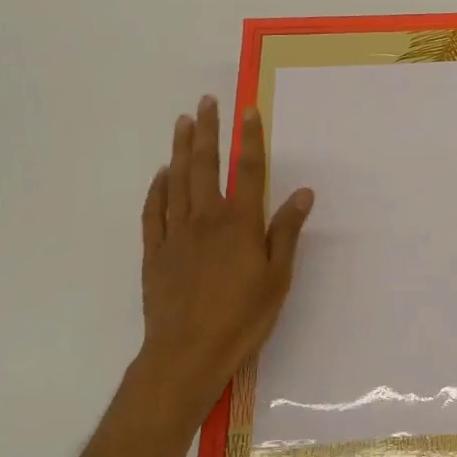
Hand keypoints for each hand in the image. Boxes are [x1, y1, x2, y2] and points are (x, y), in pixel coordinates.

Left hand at [136, 96, 313, 425]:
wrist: (186, 354)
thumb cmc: (241, 318)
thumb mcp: (277, 278)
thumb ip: (285, 232)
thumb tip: (302, 193)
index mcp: (239, 224)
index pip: (247, 171)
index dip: (250, 138)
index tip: (248, 109)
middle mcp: (205, 220)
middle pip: (204, 166)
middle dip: (206, 131)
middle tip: (206, 102)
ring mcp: (175, 234)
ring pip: (176, 181)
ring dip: (180, 149)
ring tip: (182, 122)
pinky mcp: (154, 253)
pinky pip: (154, 211)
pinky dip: (157, 188)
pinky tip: (160, 174)